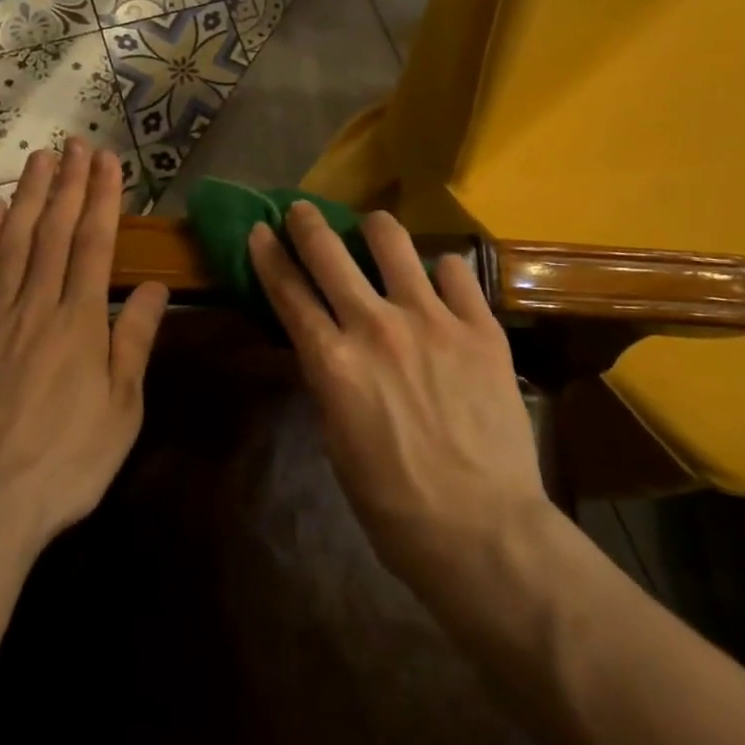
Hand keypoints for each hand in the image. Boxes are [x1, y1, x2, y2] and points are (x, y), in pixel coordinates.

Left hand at [0, 141, 167, 556]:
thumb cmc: (64, 464)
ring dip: (29, 196)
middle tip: (76, 144)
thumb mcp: (121, 411)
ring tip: (40, 159)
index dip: (102, 198)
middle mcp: (36, 306)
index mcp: (79, 323)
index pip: (94, 244)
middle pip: (54, 232)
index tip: (107, 161)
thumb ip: (134, 342)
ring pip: (13, 242)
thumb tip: (154, 286)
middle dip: (69, 184)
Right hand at [248, 202, 547, 589]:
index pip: (288, 290)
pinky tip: (440, 285)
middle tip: (303, 211)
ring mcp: (431, 320)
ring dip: (374, 230)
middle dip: (307, 222)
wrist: (485, 533)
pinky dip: (441, 271)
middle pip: (329, 251)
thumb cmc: (395, 504)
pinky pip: (455, 269)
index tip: (259, 230)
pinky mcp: (479, 327)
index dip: (268, 254)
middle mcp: (376, 327)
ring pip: (392, 240)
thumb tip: (326, 342)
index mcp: (334, 362)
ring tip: (375, 234)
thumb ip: (329, 379)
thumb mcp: (337, 442)